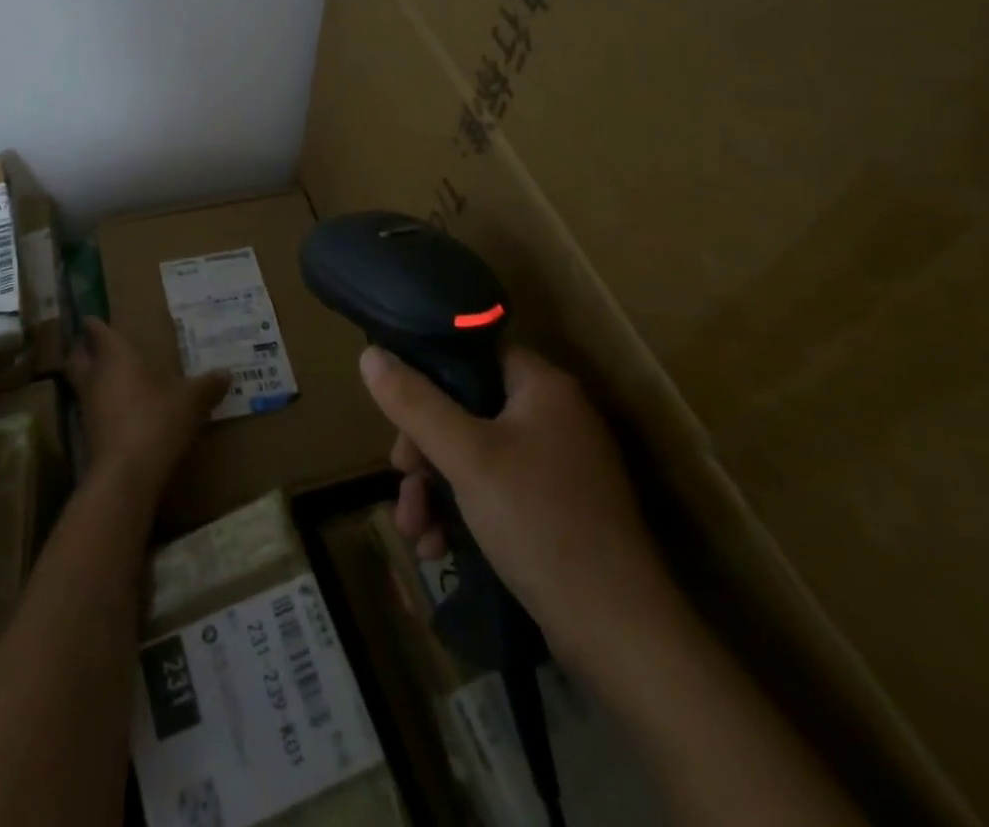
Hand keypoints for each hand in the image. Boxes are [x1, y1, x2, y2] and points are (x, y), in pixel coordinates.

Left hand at [68, 317, 227, 500]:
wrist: (128, 474)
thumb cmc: (157, 420)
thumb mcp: (191, 401)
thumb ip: (207, 386)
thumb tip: (227, 373)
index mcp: (115, 355)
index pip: (96, 331)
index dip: (93, 324)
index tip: (92, 318)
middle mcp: (96, 376)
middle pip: (77, 357)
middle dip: (83, 350)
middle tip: (96, 345)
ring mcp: (88, 406)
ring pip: (82, 383)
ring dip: (93, 379)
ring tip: (114, 376)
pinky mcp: (89, 434)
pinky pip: (91, 409)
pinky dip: (102, 405)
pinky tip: (122, 409)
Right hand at [360, 343, 679, 675]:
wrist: (619, 634)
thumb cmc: (540, 522)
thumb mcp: (466, 457)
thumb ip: (415, 403)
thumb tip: (369, 355)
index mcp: (542, 387)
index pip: (473, 354)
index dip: (428, 375)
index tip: (396, 411)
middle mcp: (553, 417)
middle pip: (467, 409)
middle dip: (424, 449)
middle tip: (401, 477)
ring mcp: (557, 466)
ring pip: (474, 456)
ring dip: (435, 488)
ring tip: (413, 530)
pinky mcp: (555, 510)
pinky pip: (494, 491)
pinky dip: (462, 513)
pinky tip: (438, 548)